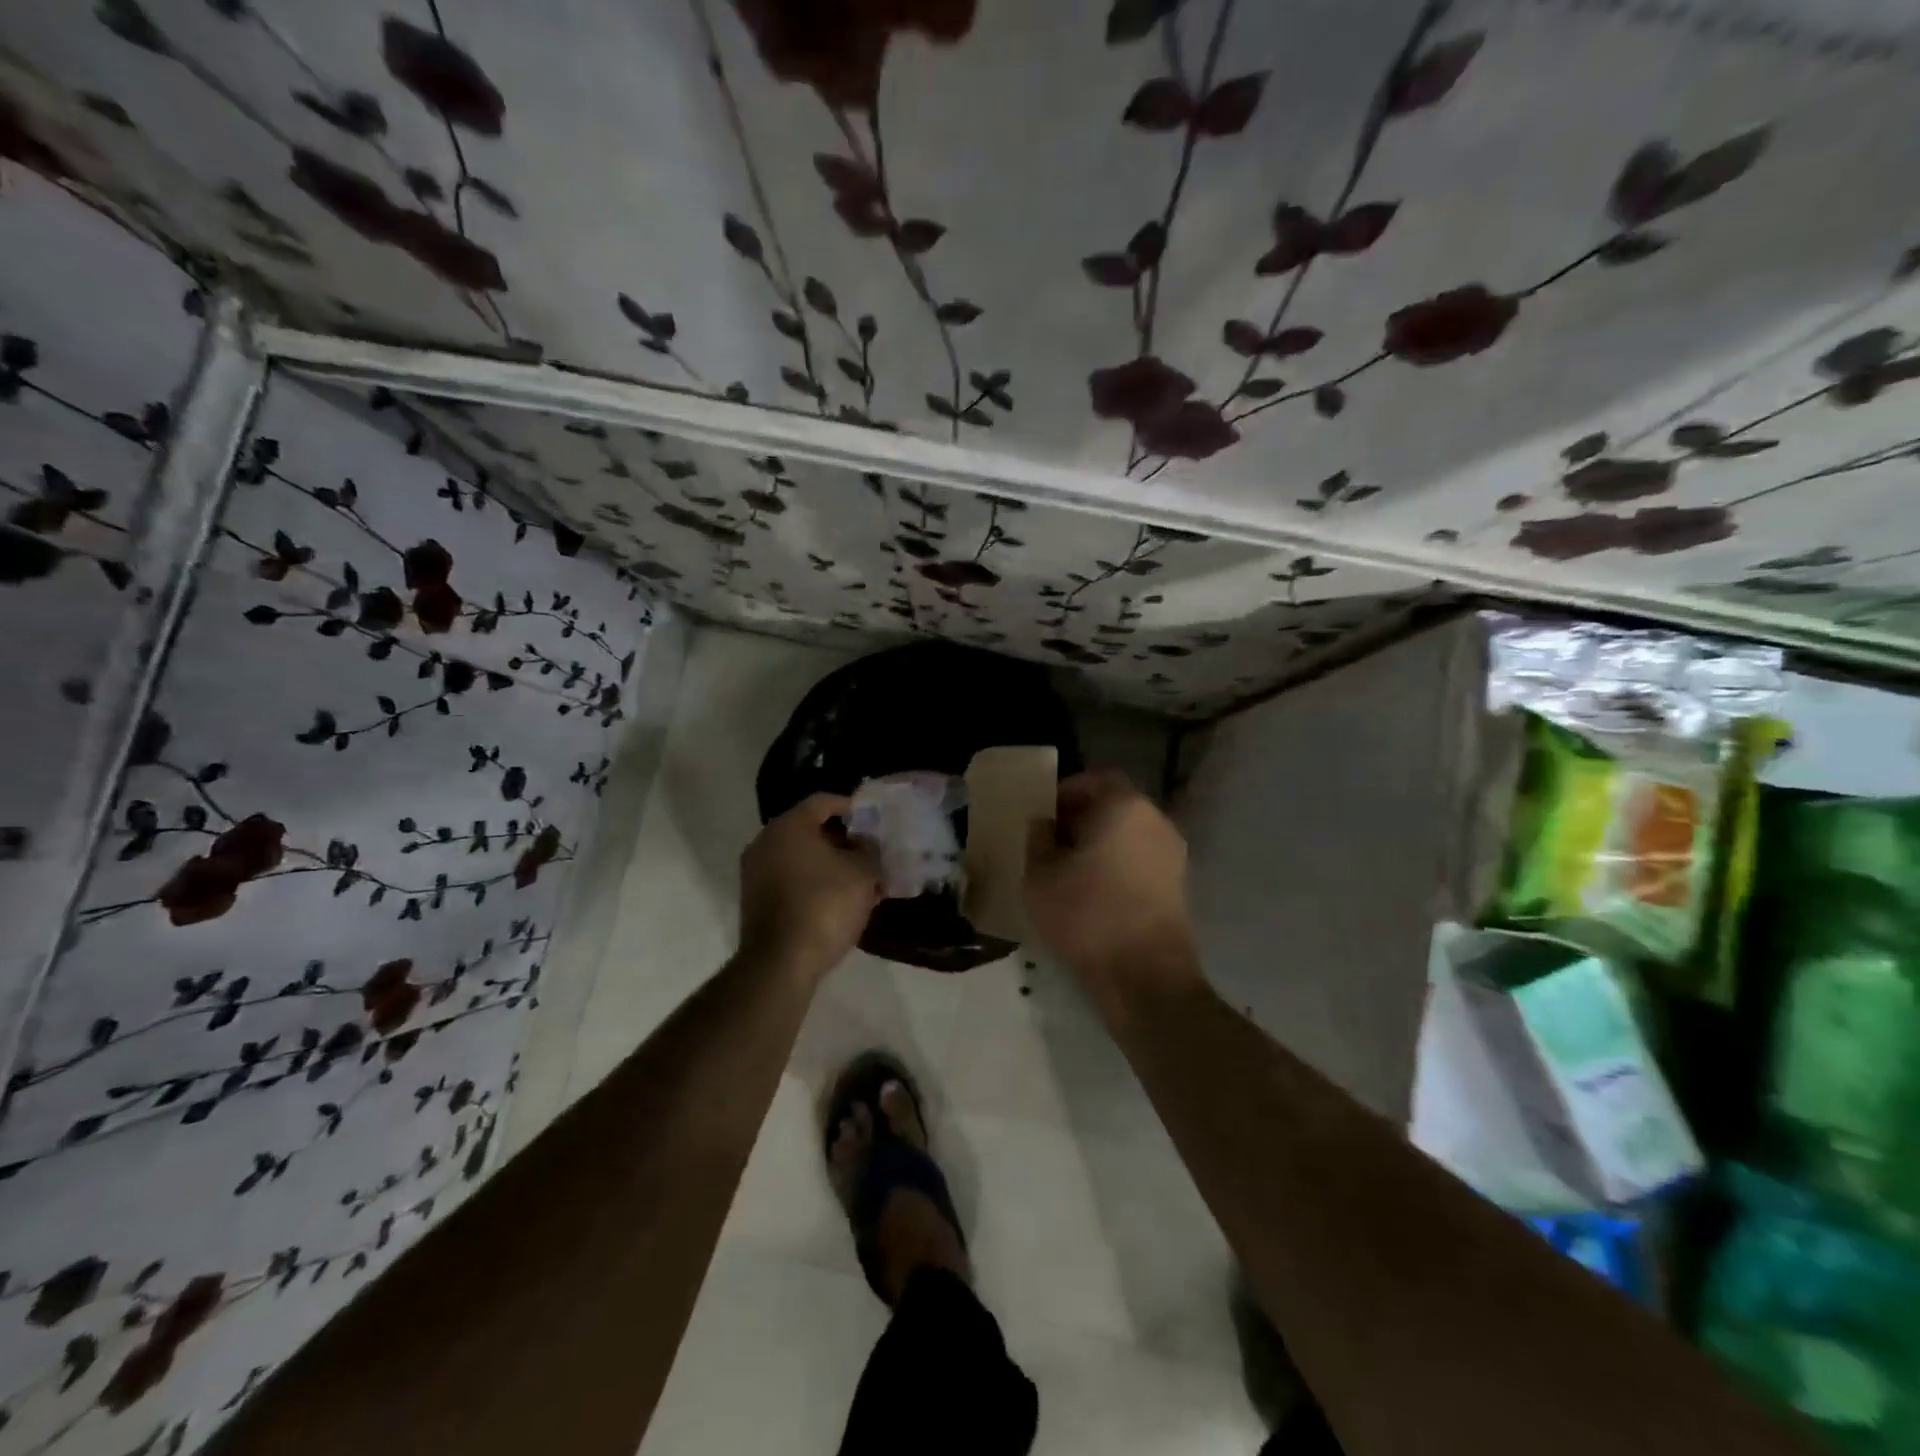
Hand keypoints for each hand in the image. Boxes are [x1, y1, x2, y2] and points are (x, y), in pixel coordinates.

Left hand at [738, 794, 880, 982]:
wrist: (781, 962)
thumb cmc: (825, 905)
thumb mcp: (862, 872)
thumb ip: (869, 849)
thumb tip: (865, 843)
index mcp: (789, 826)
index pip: (823, 801)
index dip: (851, 807)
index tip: (874, 820)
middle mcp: (766, 841)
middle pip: (810, 829)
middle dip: (844, 840)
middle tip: (871, 853)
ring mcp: (756, 872)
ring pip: (802, 857)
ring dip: (831, 865)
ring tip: (862, 881)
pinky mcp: (756, 900)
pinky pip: (791, 879)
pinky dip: (815, 883)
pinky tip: (840, 901)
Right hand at [1024, 769, 1199, 991]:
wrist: (1146, 977)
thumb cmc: (1086, 915)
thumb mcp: (1040, 875)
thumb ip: (1038, 839)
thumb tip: (1044, 824)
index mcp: (1125, 806)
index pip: (1096, 778)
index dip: (1067, 792)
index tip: (1045, 817)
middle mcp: (1156, 820)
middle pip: (1115, 805)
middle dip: (1082, 819)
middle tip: (1053, 845)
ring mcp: (1173, 854)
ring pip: (1129, 834)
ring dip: (1100, 844)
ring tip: (1070, 872)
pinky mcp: (1178, 886)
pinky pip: (1141, 860)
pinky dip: (1118, 866)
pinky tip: (1095, 894)